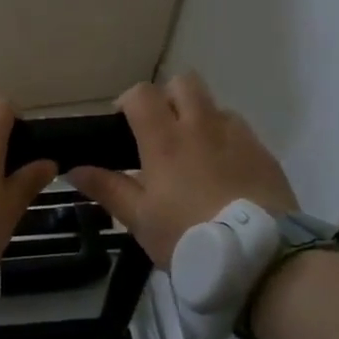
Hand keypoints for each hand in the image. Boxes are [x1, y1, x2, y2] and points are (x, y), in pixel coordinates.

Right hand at [69, 73, 297, 266]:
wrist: (258, 256)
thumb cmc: (187, 236)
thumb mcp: (139, 219)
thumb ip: (107, 188)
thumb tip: (74, 169)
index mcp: (165, 140)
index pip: (142, 93)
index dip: (128, 101)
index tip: (123, 124)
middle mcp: (202, 126)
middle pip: (184, 83)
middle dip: (168, 97)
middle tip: (159, 131)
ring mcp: (238, 137)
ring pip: (215, 106)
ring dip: (200, 118)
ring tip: (194, 155)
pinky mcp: (264, 154)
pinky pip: (240, 132)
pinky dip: (226, 141)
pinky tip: (224, 174)